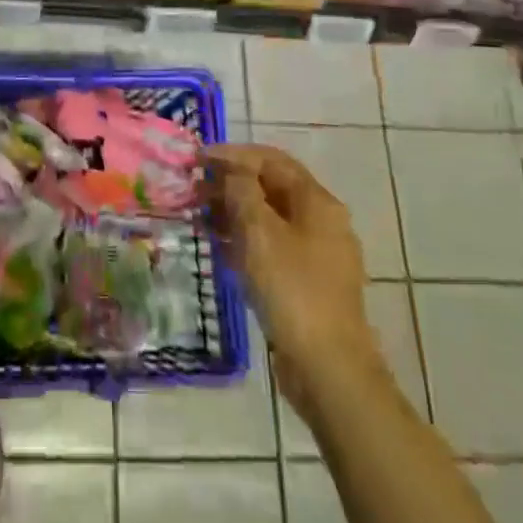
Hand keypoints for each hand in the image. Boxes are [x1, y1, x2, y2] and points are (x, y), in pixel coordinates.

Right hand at [209, 142, 383, 407]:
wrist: (328, 367)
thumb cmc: (292, 289)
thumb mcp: (259, 232)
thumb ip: (242, 192)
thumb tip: (232, 171)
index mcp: (317, 202)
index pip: (272, 160)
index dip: (233, 154)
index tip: (198, 159)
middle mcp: (323, 221)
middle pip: (272, 187)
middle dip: (232, 183)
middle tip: (194, 188)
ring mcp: (318, 254)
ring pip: (271, 219)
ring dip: (235, 212)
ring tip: (201, 216)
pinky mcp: (309, 282)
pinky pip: (273, 247)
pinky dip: (246, 240)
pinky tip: (221, 248)